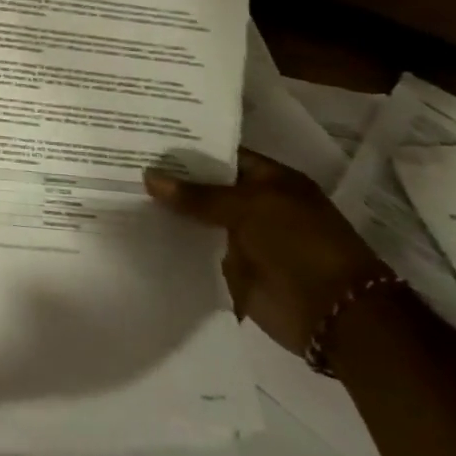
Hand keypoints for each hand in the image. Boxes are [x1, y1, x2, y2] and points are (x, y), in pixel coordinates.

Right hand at [145, 150, 390, 359]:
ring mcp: (244, 238)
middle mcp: (256, 206)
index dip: (186, 148)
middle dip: (170, 180)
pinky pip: (197, 250)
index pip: (222, 155)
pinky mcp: (232, 268)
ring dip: (168, 212)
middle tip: (121, 164)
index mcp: (271, 181)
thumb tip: (149, 177)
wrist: (335, 315)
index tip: (144, 140)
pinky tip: (137, 230)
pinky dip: (173, 243)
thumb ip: (198, 194)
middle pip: (205, 187)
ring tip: (121, 194)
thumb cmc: (301, 245)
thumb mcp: (250, 208)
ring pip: (198, 218)